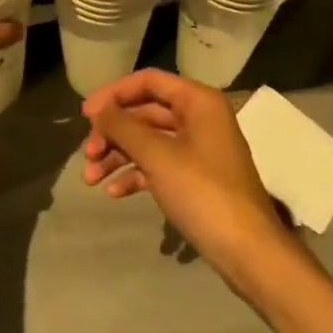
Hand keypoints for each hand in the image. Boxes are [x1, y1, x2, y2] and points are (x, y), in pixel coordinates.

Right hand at [81, 70, 291, 279]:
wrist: (248, 252)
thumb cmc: (203, 193)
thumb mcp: (158, 157)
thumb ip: (124, 127)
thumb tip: (98, 109)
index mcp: (198, 101)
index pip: (148, 81)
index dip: (114, 94)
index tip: (85, 114)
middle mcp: (199, 117)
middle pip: (145, 111)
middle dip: (113, 131)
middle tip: (87, 153)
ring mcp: (198, 149)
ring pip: (149, 140)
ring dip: (118, 155)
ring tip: (91, 178)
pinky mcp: (195, 177)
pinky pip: (158, 164)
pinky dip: (135, 174)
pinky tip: (113, 192)